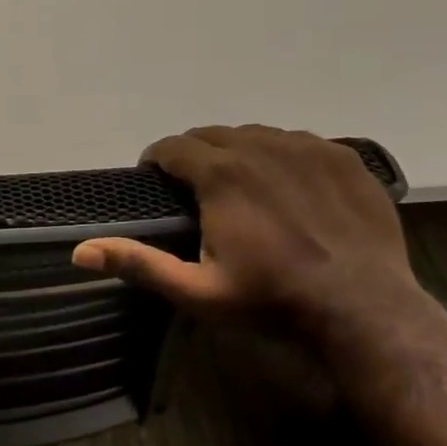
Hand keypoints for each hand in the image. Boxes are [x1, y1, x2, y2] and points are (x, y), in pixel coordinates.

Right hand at [72, 125, 417, 322]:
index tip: (153, 181)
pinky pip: (298, 142)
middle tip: (194, 190)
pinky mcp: (344, 158)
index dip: (156, 161)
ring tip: (239, 187)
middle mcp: (262, 147)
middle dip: (193, 155)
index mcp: (222, 174)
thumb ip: (138, 263)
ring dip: (236, 153)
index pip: (173, 147)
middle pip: (212, 135)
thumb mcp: (196, 291)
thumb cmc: (271, 300)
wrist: (366, 310)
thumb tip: (79, 252)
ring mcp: (308, 148)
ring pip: (255, 135)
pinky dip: (281, 156)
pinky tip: (286, 188)